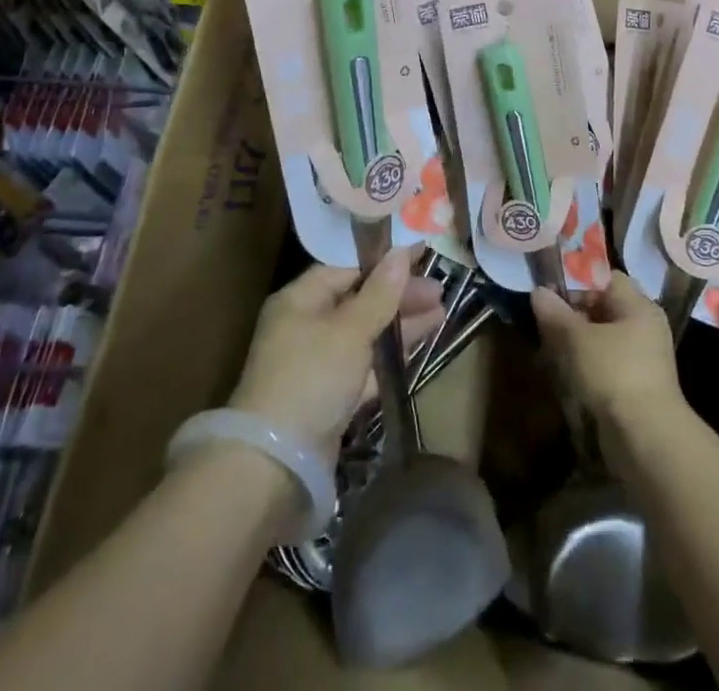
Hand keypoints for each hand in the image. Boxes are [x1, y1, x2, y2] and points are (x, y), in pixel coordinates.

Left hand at [227, 247, 443, 455]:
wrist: (277, 464)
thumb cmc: (312, 378)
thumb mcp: (349, 330)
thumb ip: (379, 294)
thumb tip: (399, 254)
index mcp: (300, 300)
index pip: (346, 269)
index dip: (383, 262)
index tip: (420, 256)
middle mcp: (306, 326)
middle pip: (358, 300)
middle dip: (398, 295)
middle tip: (438, 290)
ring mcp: (317, 364)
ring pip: (365, 333)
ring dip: (400, 323)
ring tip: (441, 312)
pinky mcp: (330, 398)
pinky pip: (365, 365)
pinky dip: (390, 355)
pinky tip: (419, 346)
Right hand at [530, 272, 681, 427]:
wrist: (647, 439)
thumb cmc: (614, 373)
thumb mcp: (576, 339)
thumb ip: (555, 313)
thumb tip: (538, 292)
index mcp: (639, 306)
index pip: (606, 279)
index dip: (577, 282)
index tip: (551, 294)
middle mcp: (645, 327)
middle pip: (604, 308)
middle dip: (572, 314)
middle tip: (544, 323)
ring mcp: (644, 358)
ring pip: (603, 338)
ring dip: (576, 342)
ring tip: (548, 350)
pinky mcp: (637, 386)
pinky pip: (607, 363)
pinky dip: (587, 364)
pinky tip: (565, 374)